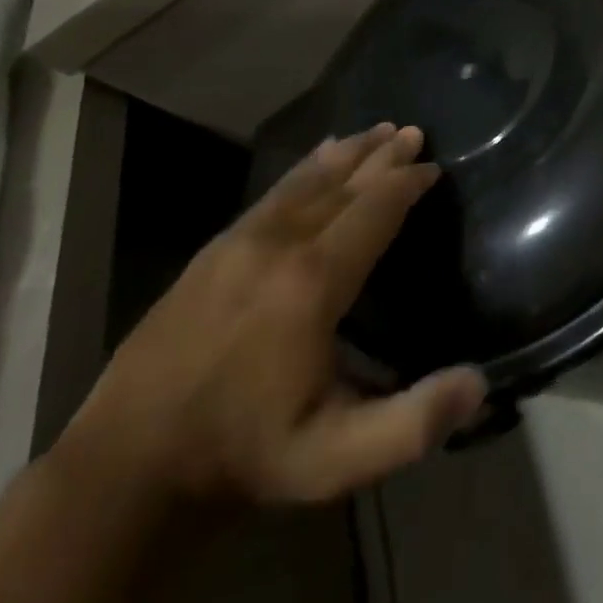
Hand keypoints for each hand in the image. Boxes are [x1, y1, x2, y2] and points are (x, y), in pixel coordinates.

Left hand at [58, 124, 485, 506]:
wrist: (121, 472)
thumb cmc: (242, 456)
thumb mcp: (338, 457)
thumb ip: (414, 423)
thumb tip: (481, 384)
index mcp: (313, 283)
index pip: (373, 213)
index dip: (406, 185)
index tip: (434, 167)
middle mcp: (277, 248)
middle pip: (341, 186)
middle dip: (381, 157)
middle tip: (413, 132)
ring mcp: (236, 247)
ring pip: (303, 183)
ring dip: (344, 155)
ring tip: (374, 131)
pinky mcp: (208, 256)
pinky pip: (269, 196)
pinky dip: (301, 171)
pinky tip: (310, 163)